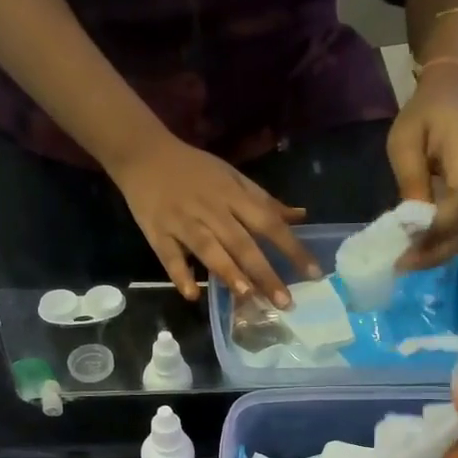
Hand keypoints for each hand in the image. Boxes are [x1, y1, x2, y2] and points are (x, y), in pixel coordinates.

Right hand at [111, 134, 319, 306]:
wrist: (144, 154)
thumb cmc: (195, 170)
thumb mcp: (233, 178)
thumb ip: (264, 202)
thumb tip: (300, 216)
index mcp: (233, 195)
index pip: (269, 223)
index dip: (293, 248)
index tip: (313, 274)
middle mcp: (212, 210)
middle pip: (242, 243)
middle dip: (265, 273)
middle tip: (284, 302)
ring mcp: (184, 222)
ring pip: (209, 249)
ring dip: (228, 272)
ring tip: (247, 296)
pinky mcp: (157, 233)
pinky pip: (170, 256)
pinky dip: (180, 274)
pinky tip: (192, 294)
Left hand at [387, 67, 457, 270]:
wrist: (457, 93)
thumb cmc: (425, 113)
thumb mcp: (404, 142)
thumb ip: (411, 180)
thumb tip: (412, 224)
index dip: (437, 233)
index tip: (407, 251)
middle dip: (437, 251)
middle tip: (405, 265)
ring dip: (442, 250)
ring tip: (411, 260)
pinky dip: (448, 241)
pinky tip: (425, 246)